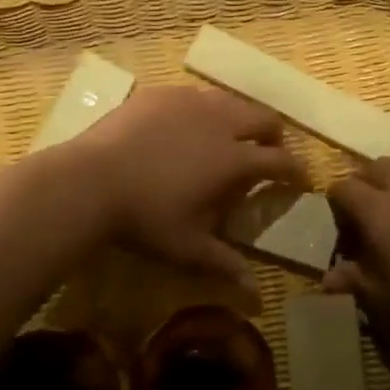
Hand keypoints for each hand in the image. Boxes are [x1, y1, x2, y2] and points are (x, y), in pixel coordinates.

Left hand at [69, 85, 305, 283]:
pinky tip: (185, 126)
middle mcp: (220, 122)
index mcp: (234, 159)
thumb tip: (257, 294)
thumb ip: (225, 264)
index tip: (301, 178)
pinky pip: (193, 96)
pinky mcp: (161, 94)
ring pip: (230, 101)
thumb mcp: (188, 247)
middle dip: (274, 135)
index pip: (280, 160)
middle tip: (268, 151)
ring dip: (240, 117)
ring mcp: (189, 102)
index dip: (296, 169)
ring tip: (228, 135)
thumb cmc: (144, 218)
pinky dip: (202, 110)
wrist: (88, 181)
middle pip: (264, 118)